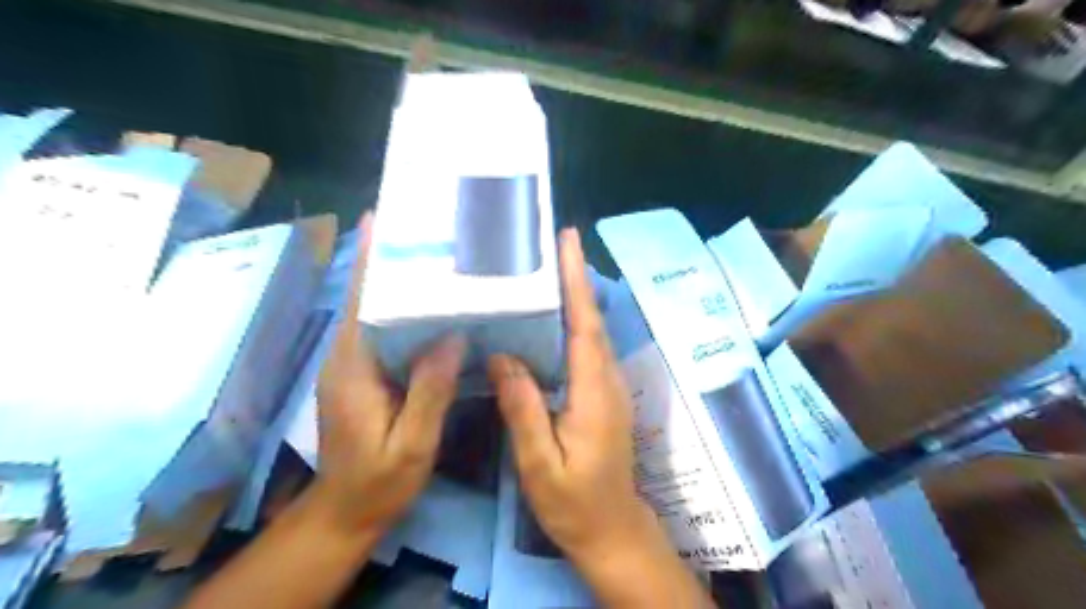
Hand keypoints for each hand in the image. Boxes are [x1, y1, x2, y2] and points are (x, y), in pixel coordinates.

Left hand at [314, 213, 467, 537]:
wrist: (347, 511)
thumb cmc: (379, 481)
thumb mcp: (411, 443)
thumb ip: (430, 391)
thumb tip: (453, 335)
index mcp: (354, 368)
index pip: (360, 302)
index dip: (368, 260)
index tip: (380, 221)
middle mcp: (348, 357)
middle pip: (366, 298)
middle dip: (387, 260)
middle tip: (424, 230)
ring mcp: (354, 365)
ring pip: (374, 312)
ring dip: (395, 282)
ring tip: (433, 255)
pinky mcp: (364, 374)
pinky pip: (383, 332)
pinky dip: (402, 310)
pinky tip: (432, 305)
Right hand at [490, 227, 662, 565]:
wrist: (612, 530)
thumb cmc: (574, 503)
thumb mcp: (540, 464)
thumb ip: (523, 409)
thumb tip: (502, 356)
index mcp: (594, 393)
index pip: (584, 326)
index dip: (576, 282)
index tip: (568, 242)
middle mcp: (607, 381)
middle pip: (591, 320)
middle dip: (576, 278)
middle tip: (554, 242)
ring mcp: (609, 387)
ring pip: (592, 332)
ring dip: (576, 296)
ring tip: (549, 267)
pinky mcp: (604, 395)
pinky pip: (588, 349)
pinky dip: (574, 322)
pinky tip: (553, 316)